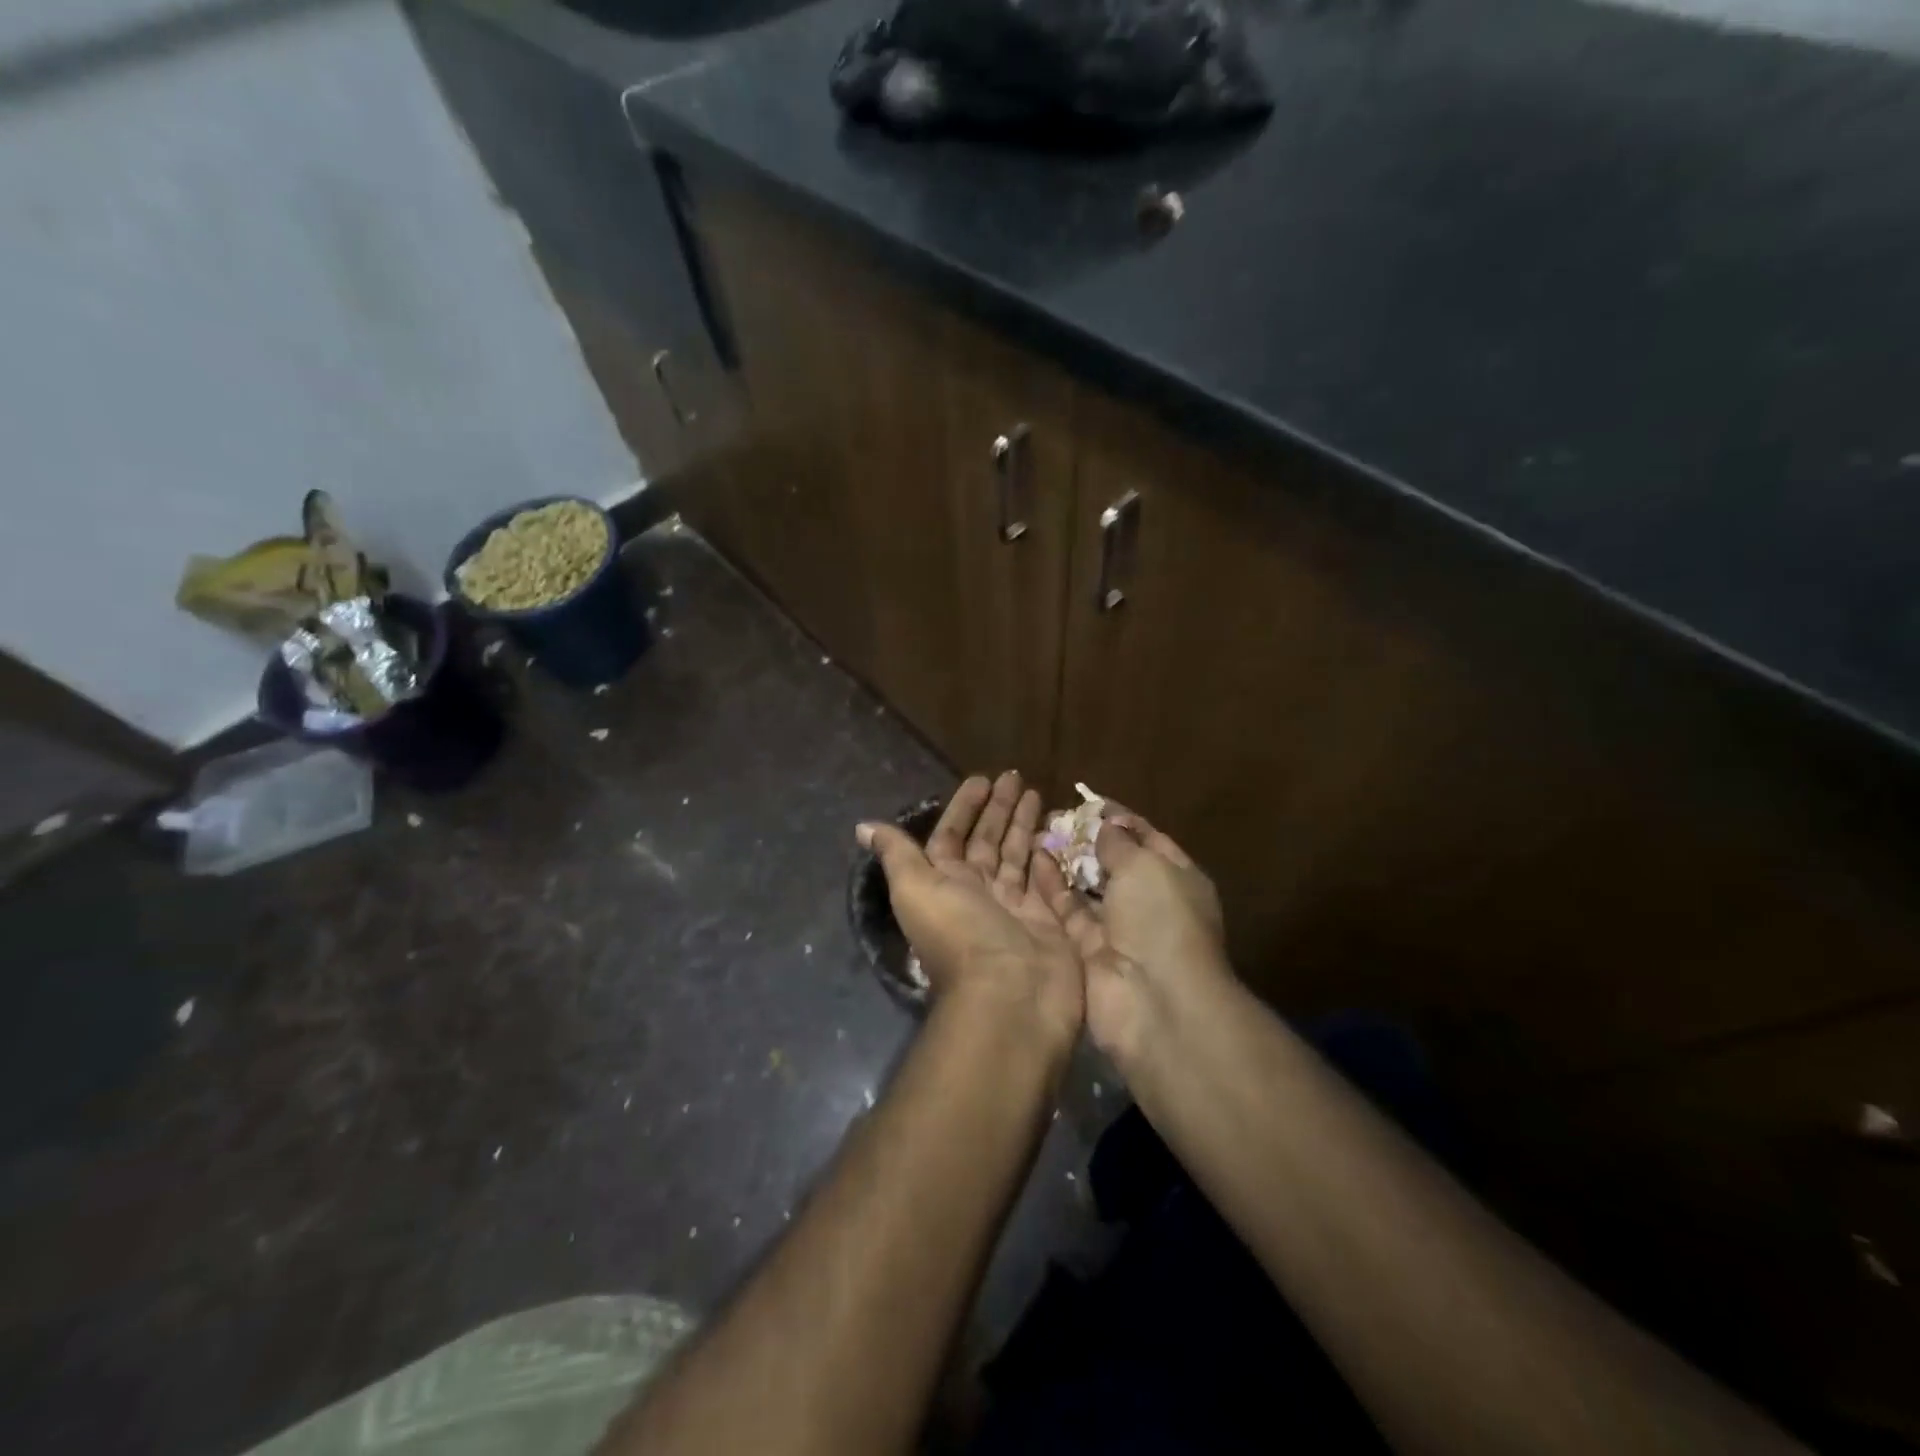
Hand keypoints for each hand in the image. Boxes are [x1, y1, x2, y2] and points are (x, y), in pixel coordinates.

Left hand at [860, 773, 1082, 1046]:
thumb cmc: (960, 934)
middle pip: (987, 840)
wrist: (1011, 996)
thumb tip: (863, 826)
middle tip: (1015, 776)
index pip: (951, 835)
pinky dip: (1047, 855)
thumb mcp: (916, 889)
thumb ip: (896, 855)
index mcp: (944, 882)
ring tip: (1036, 792)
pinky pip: (1045, 878)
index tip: (981, 779)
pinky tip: (1055, 830)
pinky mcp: (1047, 917)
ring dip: (1023, 824)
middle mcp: (978, 890)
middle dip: (998, 808)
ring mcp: (1014, 905)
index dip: (963, 807)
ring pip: (1017, 855)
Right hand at [1036, 809, 1227, 1065]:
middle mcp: (1148, 902)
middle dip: (1087, 839)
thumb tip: (1106, 825)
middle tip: (1053, 816)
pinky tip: (1032, 860)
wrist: (1153, 1000)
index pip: (1147, 838)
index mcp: (1176, 878)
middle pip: (1114, 863)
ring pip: (1087, 887)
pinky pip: (1068, 911)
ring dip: (1066, 861)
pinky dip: (1053, 887)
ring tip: (1036, 832)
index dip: (1119, 818)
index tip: (1087, 800)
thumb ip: (1120, 842)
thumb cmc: (1160, 919)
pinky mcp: (1087, 951)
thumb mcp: (1146, 865)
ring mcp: (1118, 929)